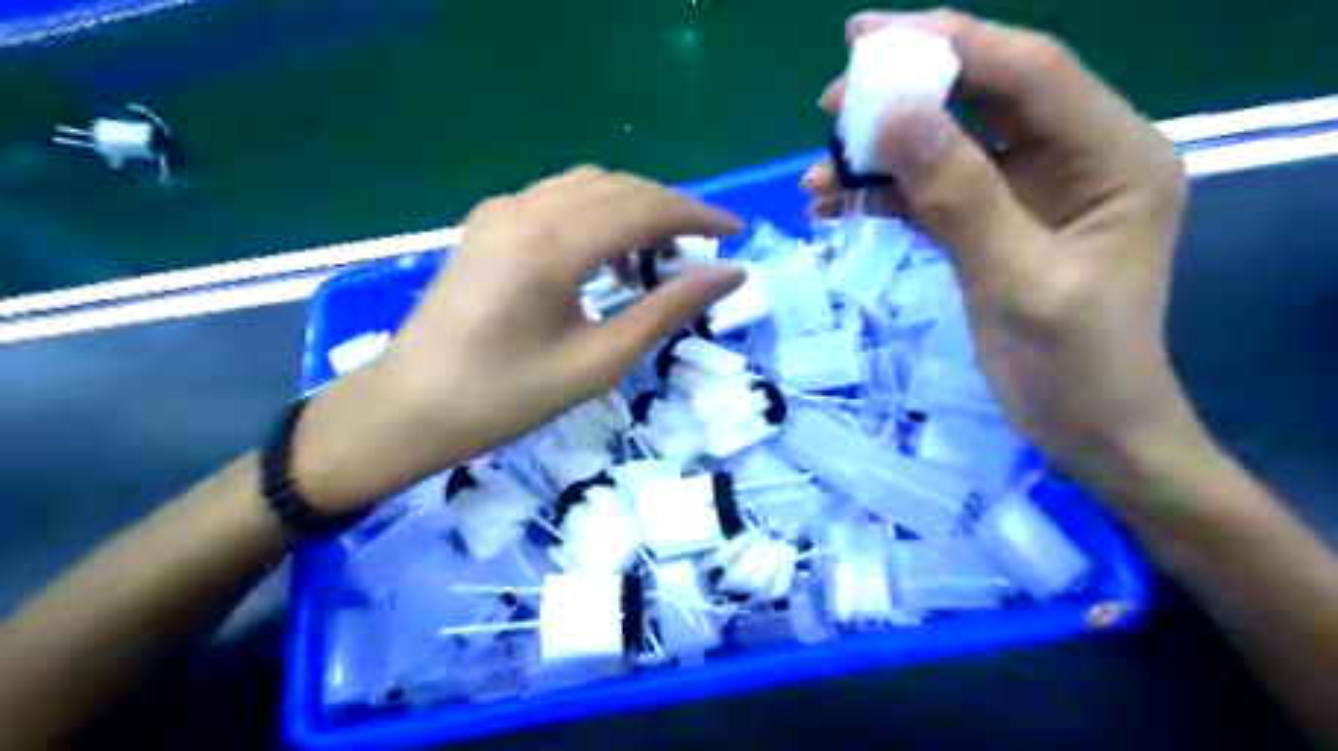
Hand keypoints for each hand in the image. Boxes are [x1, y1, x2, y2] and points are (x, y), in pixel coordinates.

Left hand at [291, 168, 741, 513]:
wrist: (409, 408)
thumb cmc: (505, 398)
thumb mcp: (598, 362)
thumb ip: (666, 310)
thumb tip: (729, 275)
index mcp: (551, 245)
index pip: (643, 207)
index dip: (697, 215)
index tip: (736, 233)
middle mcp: (524, 210)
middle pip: (618, 186)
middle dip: (670, 209)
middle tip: (706, 246)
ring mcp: (499, 212)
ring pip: (587, 186)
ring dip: (634, 208)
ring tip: (662, 253)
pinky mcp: (486, 224)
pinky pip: (557, 199)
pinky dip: (597, 214)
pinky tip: (607, 255)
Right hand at [805, 11, 1191, 493]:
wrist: (1088, 431)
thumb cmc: (1077, 366)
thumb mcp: (1020, 282)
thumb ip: (961, 196)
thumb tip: (893, 117)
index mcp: (1111, 155)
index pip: (1029, 72)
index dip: (950, 44)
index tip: (866, 40)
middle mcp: (1072, 158)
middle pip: (982, 100)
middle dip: (903, 96)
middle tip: (829, 104)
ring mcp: (1028, 193)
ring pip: (947, 148)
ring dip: (881, 158)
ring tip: (817, 176)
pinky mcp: (991, 226)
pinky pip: (932, 193)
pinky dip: (883, 197)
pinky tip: (835, 207)